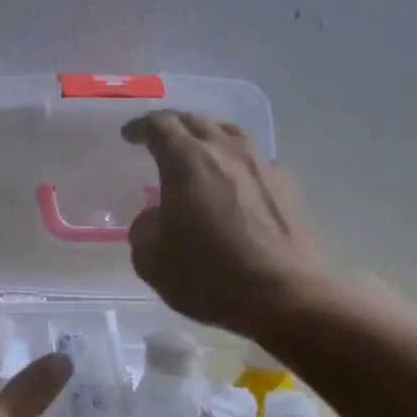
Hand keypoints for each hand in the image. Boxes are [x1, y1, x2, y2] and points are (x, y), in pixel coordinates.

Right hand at [121, 111, 331, 338]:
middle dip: (173, 126)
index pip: (159, 125)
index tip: (129, 135)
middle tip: (158, 139)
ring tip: (199, 152)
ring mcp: (262, 165)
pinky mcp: (287, 186)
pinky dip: (237, 162)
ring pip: (231, 133)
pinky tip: (234, 183)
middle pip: (196, 121)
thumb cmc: (207, 274)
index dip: (141, 127)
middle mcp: (226, 151)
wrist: (283, 295)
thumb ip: (145, 227)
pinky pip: (255, 160)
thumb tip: (155, 217)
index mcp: (186, 160)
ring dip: (209, 136)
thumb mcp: (151, 258)